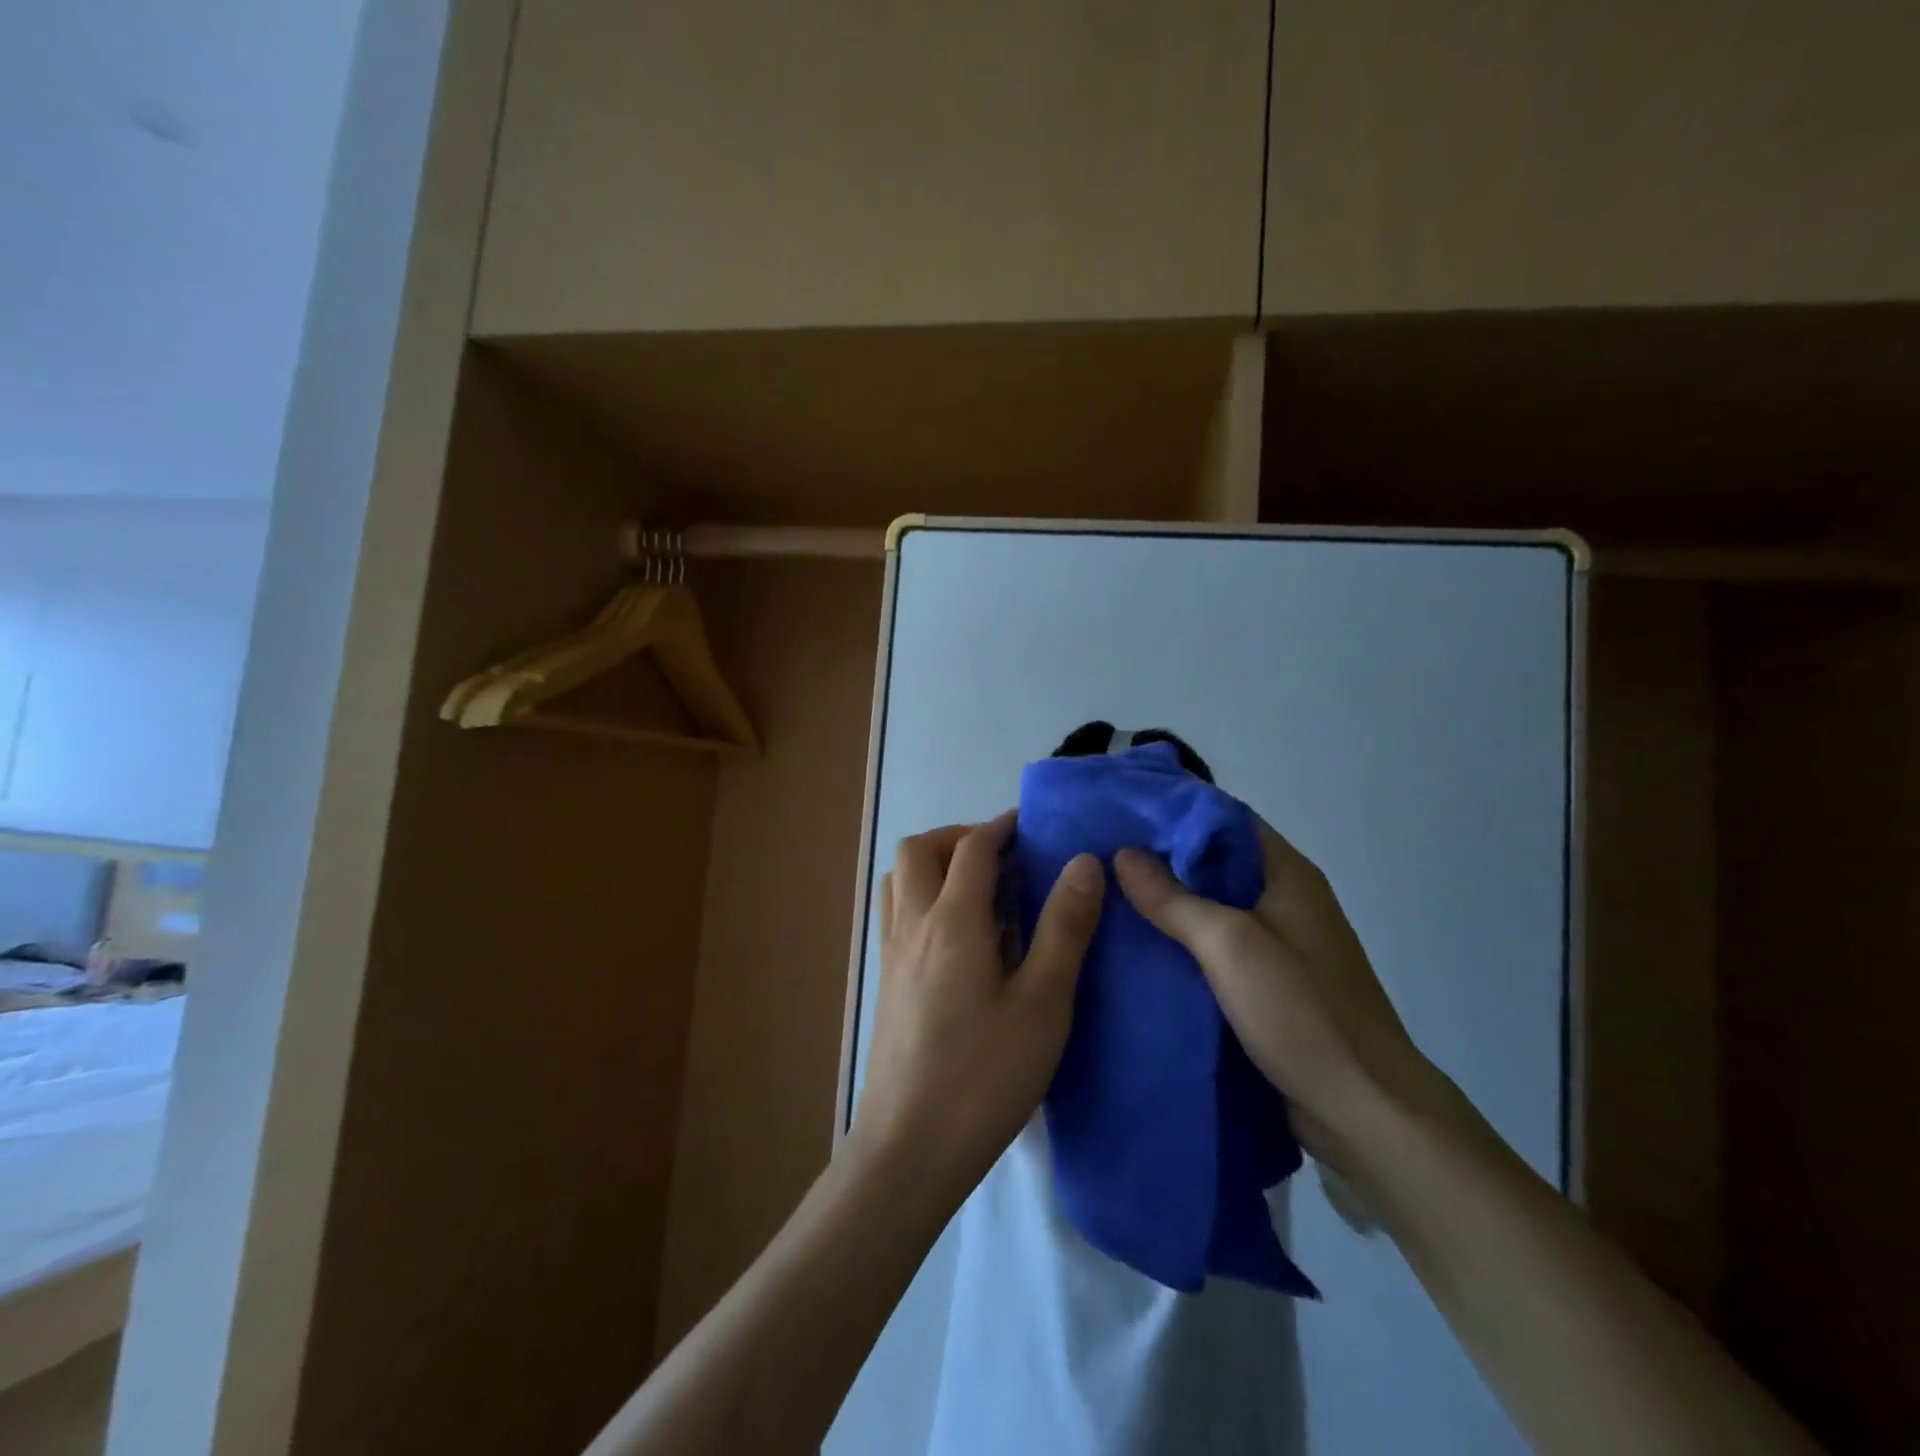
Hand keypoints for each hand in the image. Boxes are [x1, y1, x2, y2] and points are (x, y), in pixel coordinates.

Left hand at [852, 813, 1104, 1207]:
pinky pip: (896, 911)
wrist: (910, 1147)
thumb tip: (1084, 863)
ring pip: (900, 878)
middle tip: (1004, 860)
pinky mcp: (886, 980)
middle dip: (961, 838)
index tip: (1032, 828)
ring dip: (935, 864)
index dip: (1003, 828)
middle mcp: (913, 924)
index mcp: (953, 921)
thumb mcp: (1043, 1003)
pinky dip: (922, 896)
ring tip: (979, 891)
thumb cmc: (985, 1075)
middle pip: (921, 848)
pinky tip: (957, 937)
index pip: (973, 848)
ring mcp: (892, 953)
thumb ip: (1064, 928)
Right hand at [1114, 820, 1437, 1170]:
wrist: (1364, 1113)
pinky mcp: (1266, 983)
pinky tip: (1136, 946)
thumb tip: (1123, 853)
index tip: (1119, 812)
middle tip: (1098, 855)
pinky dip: (1178, 940)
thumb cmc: (1302, 1014)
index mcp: (1286, 874)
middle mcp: (1283, 899)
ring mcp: (1277, 943)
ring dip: (1166, 901)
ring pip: (1210, 906)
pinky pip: (1213, 947)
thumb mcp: (1230, 946)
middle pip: (1213, 861)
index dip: (1172, 811)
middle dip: (1159, 857)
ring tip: (1105, 895)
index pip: (1223, 819)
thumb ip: (1174, 899)